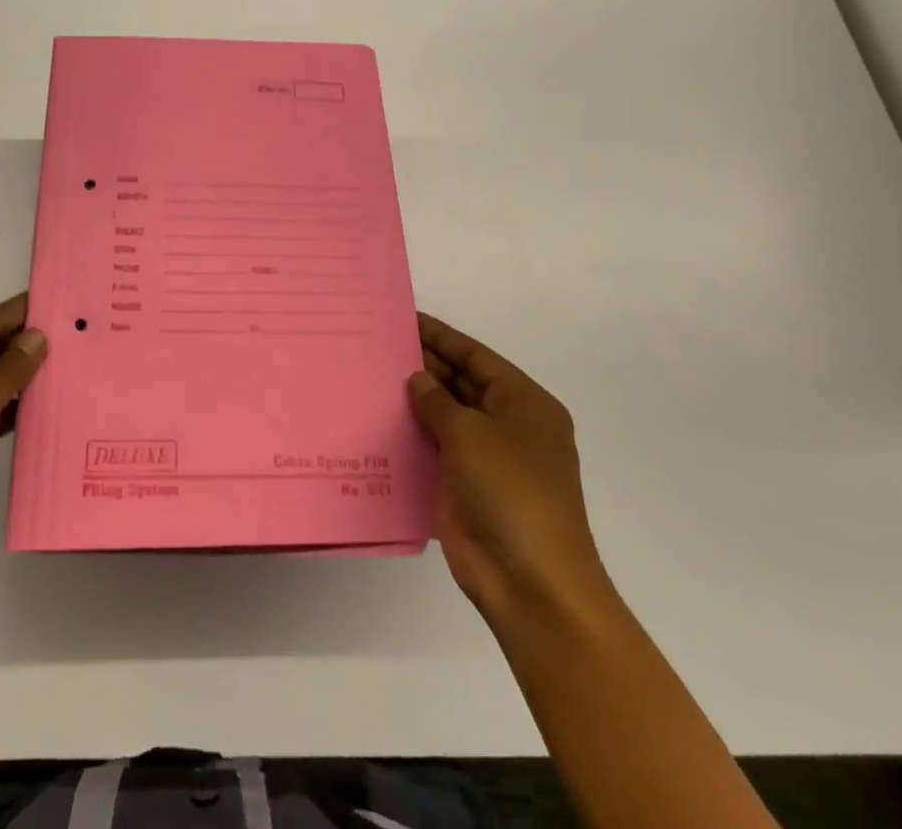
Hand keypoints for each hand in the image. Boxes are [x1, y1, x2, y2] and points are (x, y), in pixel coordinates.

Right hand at [407, 313, 611, 626]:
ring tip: (372, 374)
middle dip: (425, 365)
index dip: (441, 337)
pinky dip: (411, 434)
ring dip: (415, 399)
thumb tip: (418, 378)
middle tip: (379, 344)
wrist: (529, 583)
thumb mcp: (472, 433)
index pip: (476, 357)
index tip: (405, 318)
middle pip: (461, 383)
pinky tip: (379, 419)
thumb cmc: (511, 492)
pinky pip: (435, 448)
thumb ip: (438, 400)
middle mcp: (508, 426)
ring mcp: (487, 459)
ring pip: (445, 416)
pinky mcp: (465, 487)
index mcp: (524, 404)